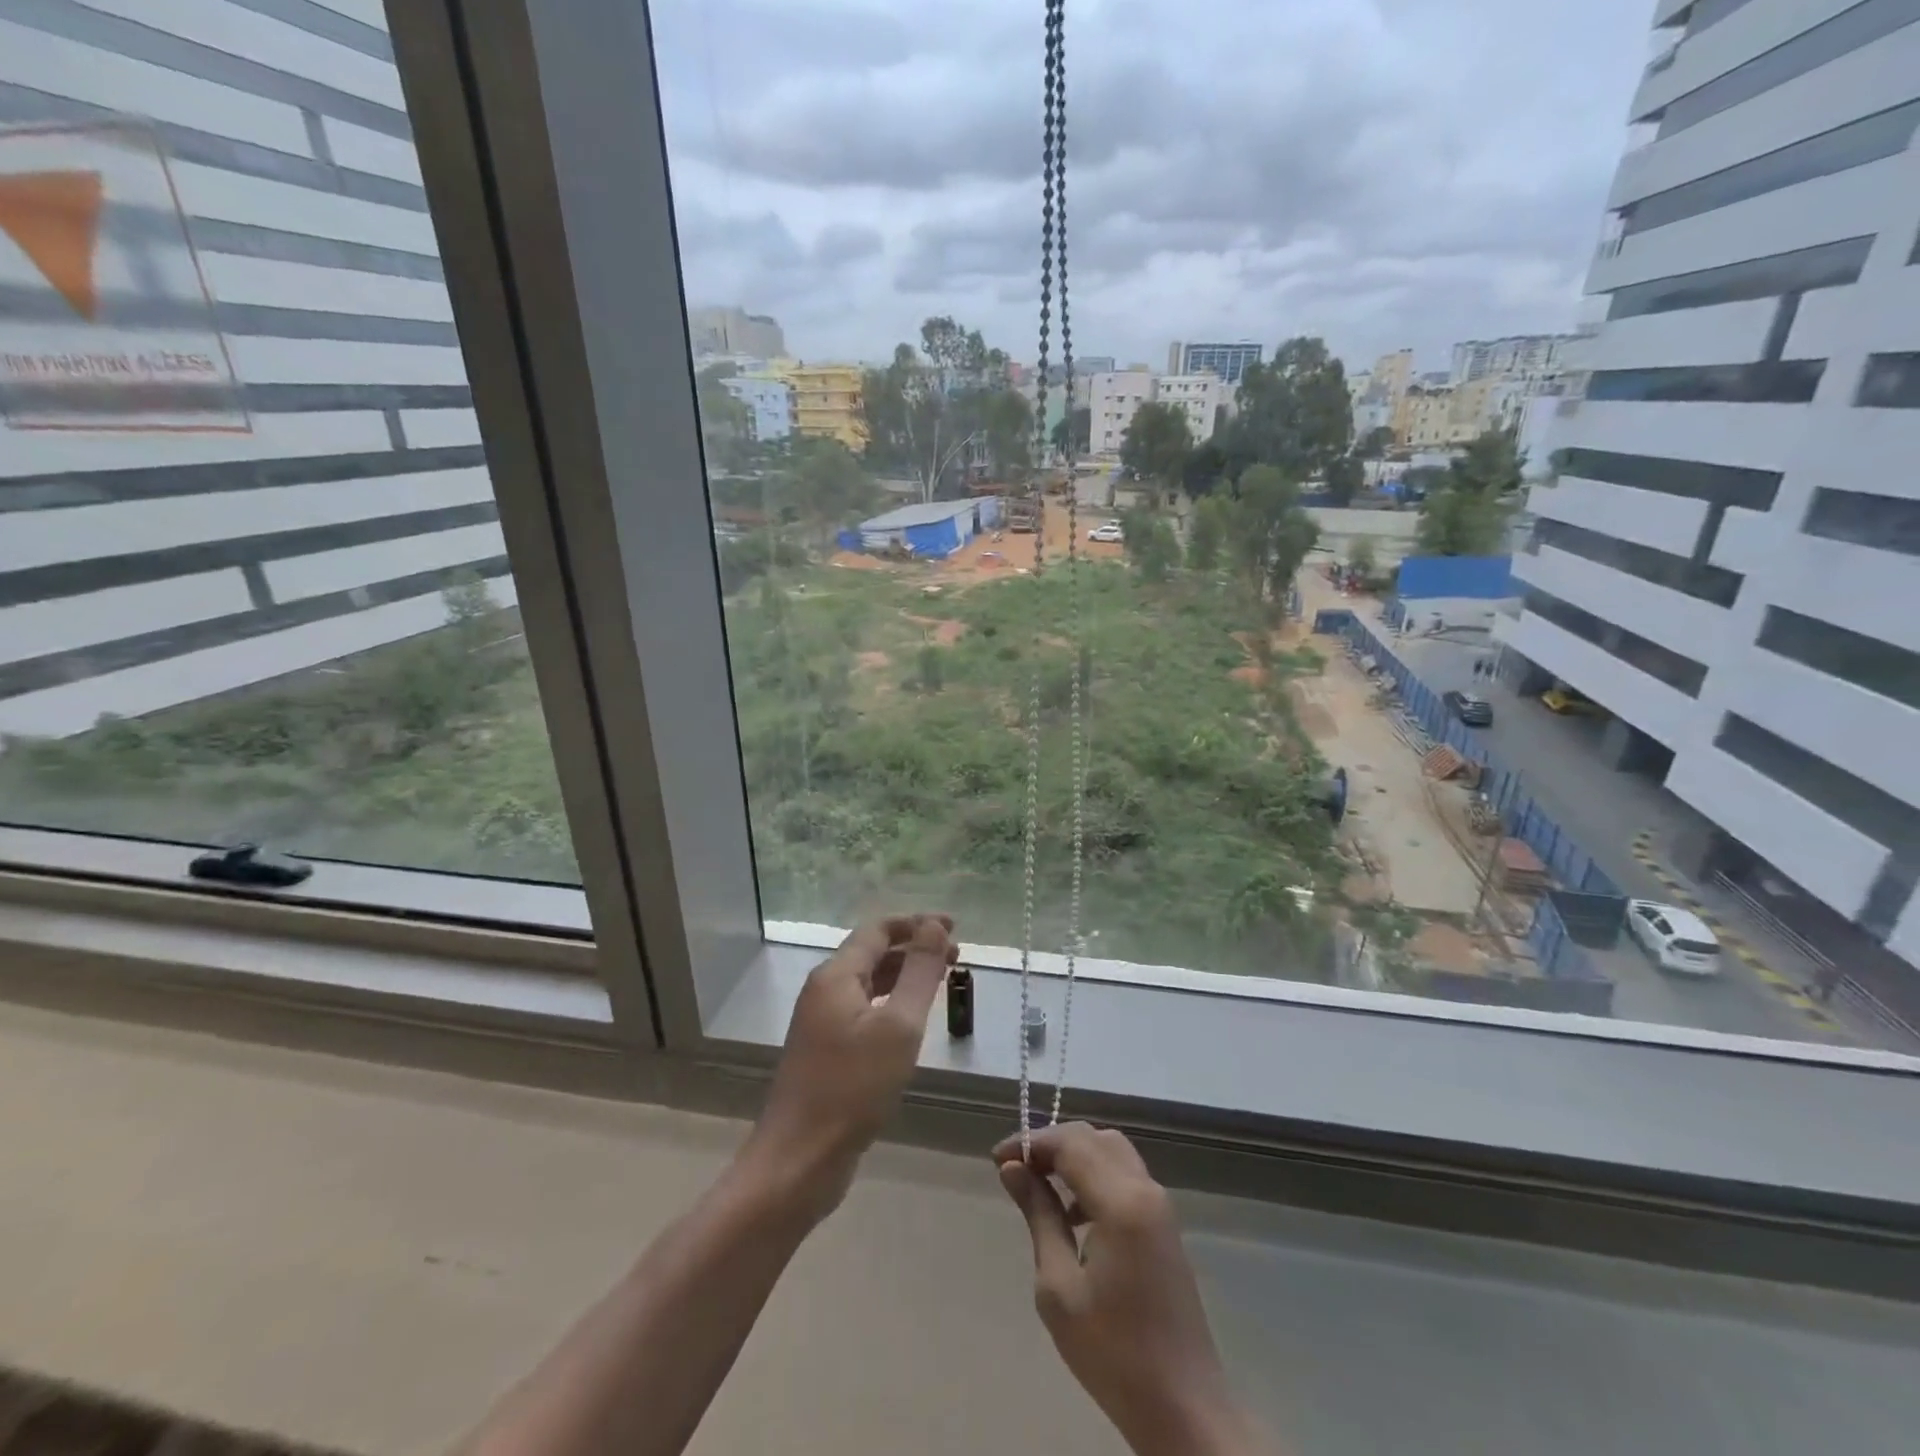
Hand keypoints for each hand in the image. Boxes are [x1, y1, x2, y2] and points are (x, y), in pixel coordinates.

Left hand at [740, 915, 957, 1223]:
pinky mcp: (826, 1051)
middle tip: (957, 957)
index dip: (917, 923)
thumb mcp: (898, 1026)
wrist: (799, 1160)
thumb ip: (919, 972)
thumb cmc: (852, 1088)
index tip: (955, 927)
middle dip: (914, 948)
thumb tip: (935, 926)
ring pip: (869, 984)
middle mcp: (824, 990)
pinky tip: (912, 1021)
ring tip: (943, 982)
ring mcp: (821, 1022)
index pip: (878, 929)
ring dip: (905, 976)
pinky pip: (864, 1011)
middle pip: (873, 953)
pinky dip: (892, 1003)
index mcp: (836, 975)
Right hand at [995, 1124, 1252, 1455]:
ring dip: (1074, 1156)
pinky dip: (1094, 1174)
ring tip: (1040, 1187)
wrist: (1184, 1408)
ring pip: (1111, 1151)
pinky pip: (1124, 1174)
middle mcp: (1145, 1189)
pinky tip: (1073, 1213)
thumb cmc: (1113, 1353)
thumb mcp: (1059, 1288)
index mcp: (1121, 1202)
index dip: (1031, 1142)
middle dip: (1052, 1143)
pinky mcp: (1164, 1224)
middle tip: (1016, 1168)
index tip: (997, 1160)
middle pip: (1092, 1138)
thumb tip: (1012, 1169)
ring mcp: (1160, 1205)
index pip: (1070, 1144)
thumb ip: (1038, 1217)